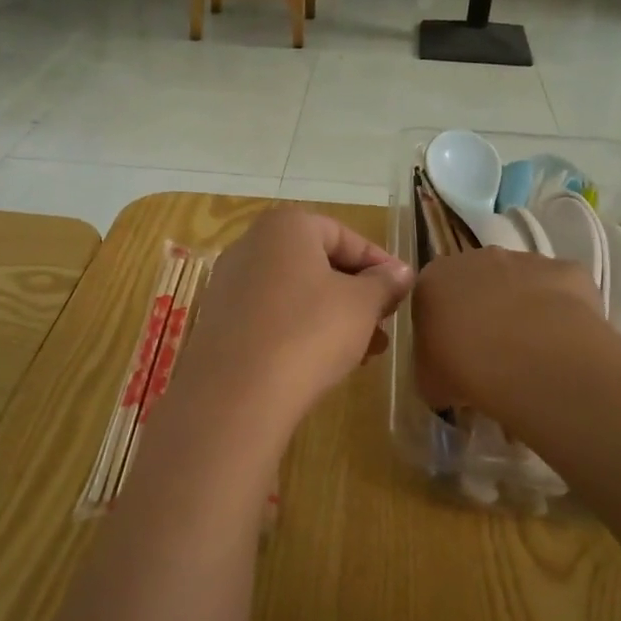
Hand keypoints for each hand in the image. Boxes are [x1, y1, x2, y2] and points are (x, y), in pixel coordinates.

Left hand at [186, 206, 414, 423]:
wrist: (237, 393)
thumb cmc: (309, 332)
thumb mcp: (361, 305)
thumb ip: (384, 283)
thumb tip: (400, 272)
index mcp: (285, 227)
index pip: (344, 235)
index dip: (379, 263)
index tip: (402, 291)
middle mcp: (250, 245)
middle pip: (317, 263)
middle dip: (356, 294)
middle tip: (384, 323)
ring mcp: (229, 284)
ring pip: (295, 293)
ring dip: (333, 317)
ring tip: (365, 352)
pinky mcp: (218, 321)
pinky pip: (270, 316)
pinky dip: (300, 330)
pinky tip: (325, 362)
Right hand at [413, 247, 620, 415]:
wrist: (533, 360)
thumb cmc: (466, 369)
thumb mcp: (429, 381)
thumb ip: (432, 367)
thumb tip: (444, 373)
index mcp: (434, 280)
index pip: (432, 296)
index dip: (442, 326)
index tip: (452, 354)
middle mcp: (476, 258)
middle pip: (477, 282)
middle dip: (483, 311)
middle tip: (492, 354)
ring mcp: (525, 260)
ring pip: (521, 283)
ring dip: (523, 309)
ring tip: (532, 354)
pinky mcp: (567, 270)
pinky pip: (561, 290)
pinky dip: (562, 312)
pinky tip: (564, 345)